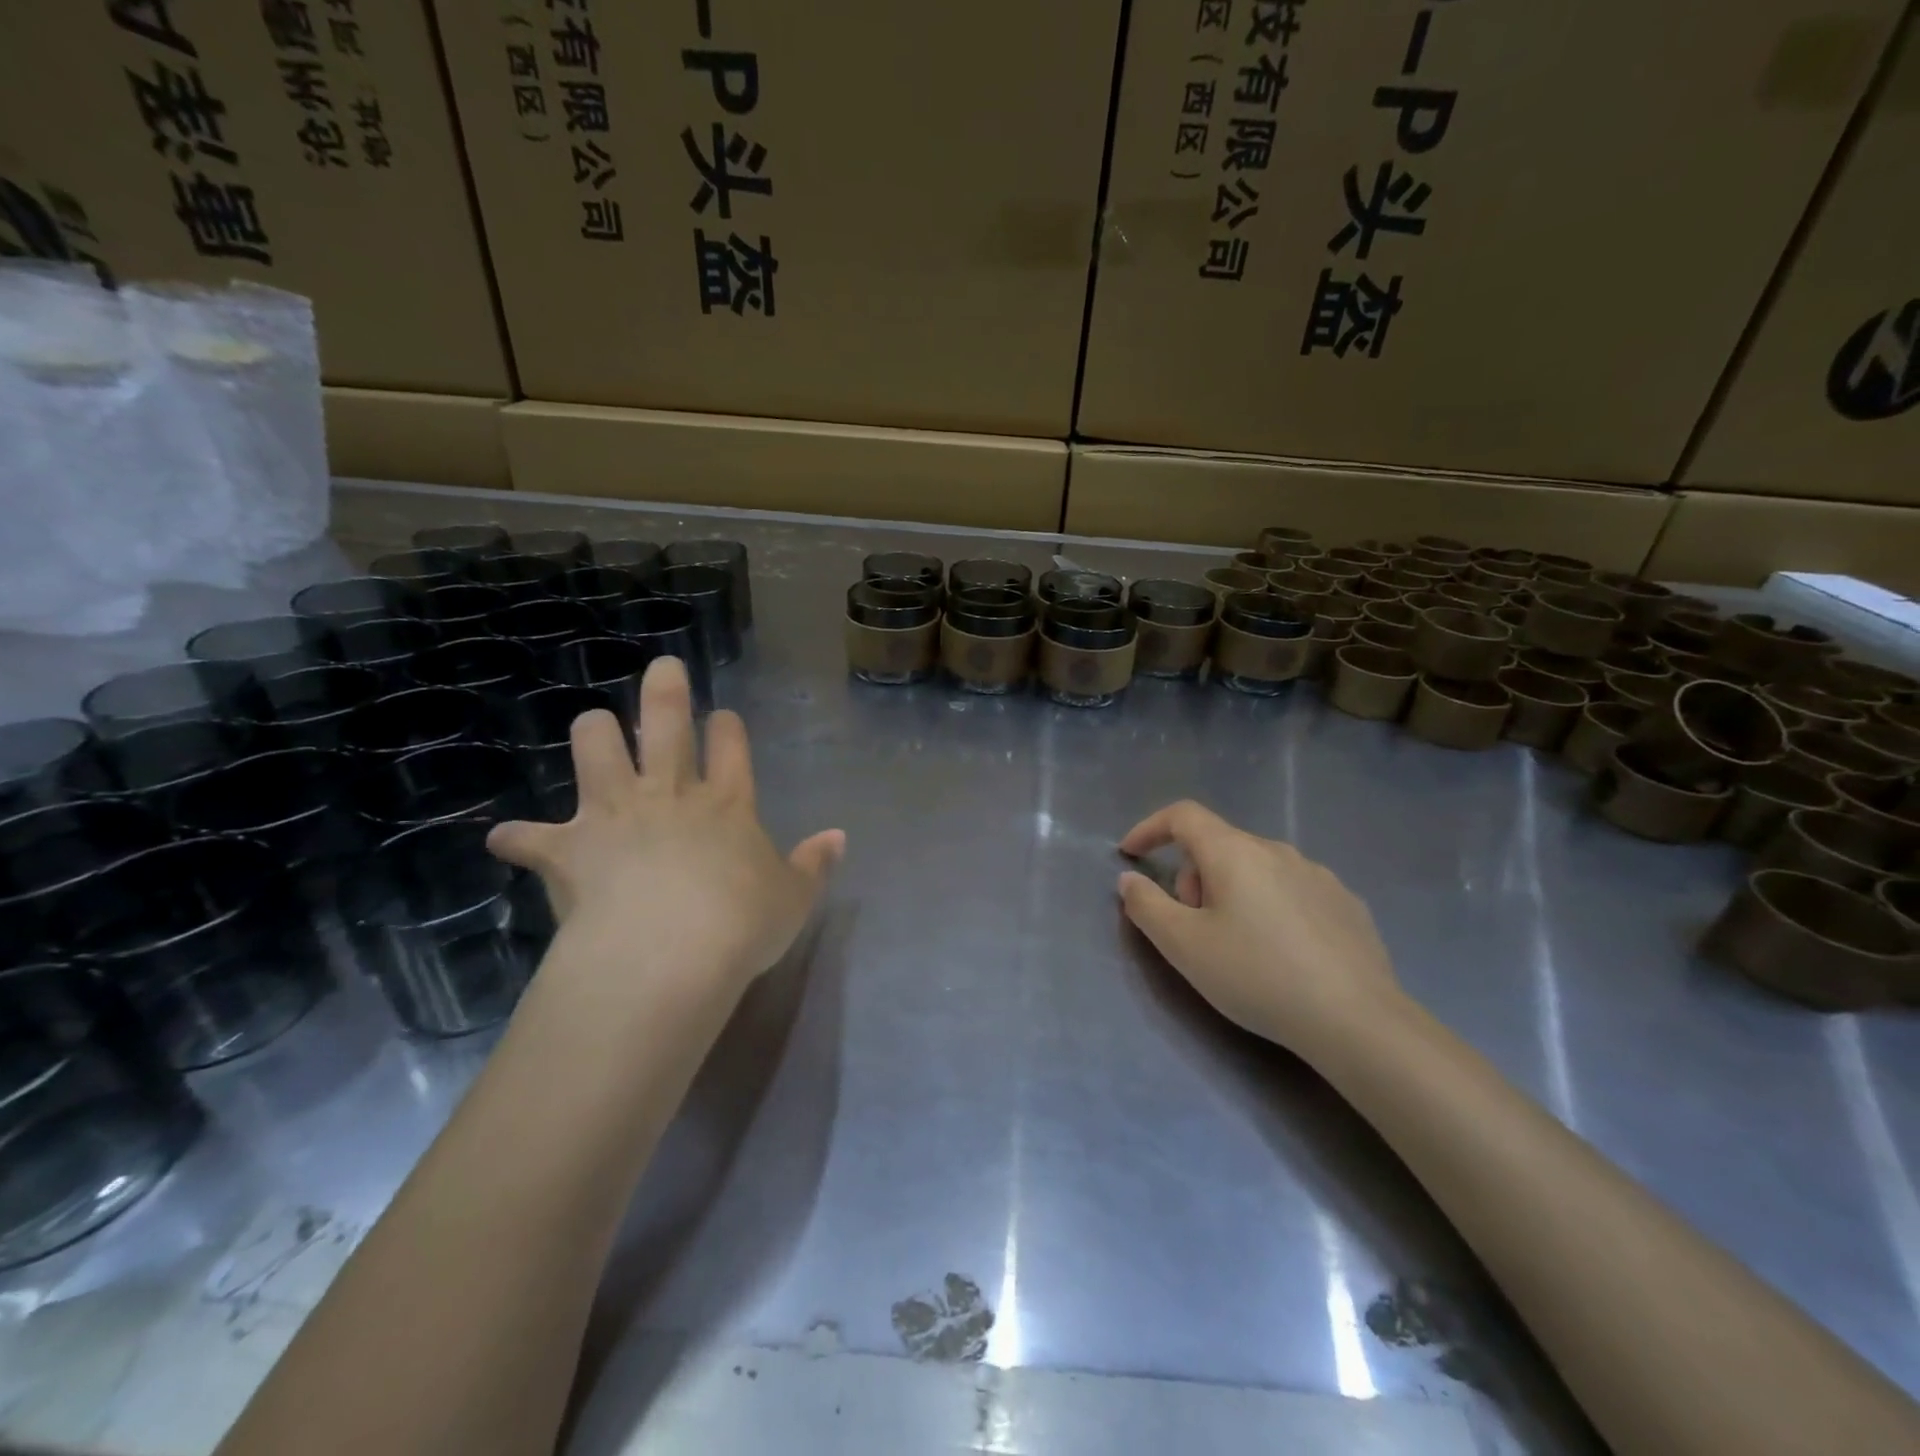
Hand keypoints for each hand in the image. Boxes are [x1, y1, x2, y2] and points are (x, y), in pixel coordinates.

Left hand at [488, 657, 844, 1001]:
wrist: (667, 954)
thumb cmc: (740, 924)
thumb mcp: (793, 898)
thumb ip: (814, 865)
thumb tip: (839, 838)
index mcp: (726, 803)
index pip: (730, 745)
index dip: (727, 726)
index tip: (722, 716)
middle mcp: (669, 794)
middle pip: (665, 723)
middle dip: (665, 690)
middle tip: (663, 668)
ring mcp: (615, 814)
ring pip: (595, 748)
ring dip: (593, 733)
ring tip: (593, 727)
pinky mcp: (569, 848)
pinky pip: (530, 837)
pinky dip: (518, 838)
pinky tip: (506, 839)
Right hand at [1117, 801, 1401, 1052]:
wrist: (1357, 1021)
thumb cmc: (1257, 976)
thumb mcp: (1184, 946)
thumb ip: (1146, 906)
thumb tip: (1130, 879)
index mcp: (1234, 852)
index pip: (1183, 816)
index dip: (1150, 828)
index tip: (1131, 855)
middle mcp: (1277, 851)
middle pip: (1219, 845)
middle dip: (1193, 877)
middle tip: (1192, 927)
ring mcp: (1318, 875)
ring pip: (1256, 868)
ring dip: (1232, 892)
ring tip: (1238, 945)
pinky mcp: (1347, 904)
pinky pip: (1291, 890)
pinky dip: (1270, 906)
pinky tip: (1282, 953)